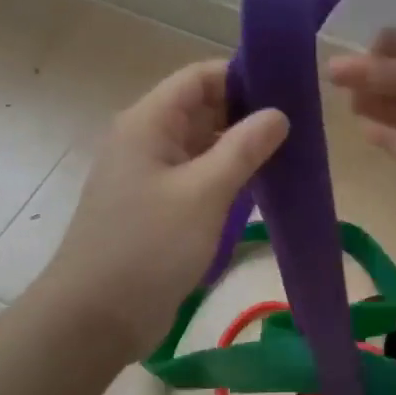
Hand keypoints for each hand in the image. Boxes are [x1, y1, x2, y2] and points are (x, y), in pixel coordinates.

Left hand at [43, 60, 287, 359]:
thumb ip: (243, 148)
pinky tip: (262, 186)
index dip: (242, 76)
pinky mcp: (157, 207)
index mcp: (148, 123)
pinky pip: (197, 177)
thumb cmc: (148, 247)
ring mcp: (150, 175)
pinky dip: (227, 176)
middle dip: (247, 112)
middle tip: (300, 125)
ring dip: (240, 147)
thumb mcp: (204, 193)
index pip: (199, 77)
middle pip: (201, 108)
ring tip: (291, 153)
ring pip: (202, 145)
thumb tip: (278, 114)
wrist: (95, 319)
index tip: (288, 89)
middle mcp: (146, 140)